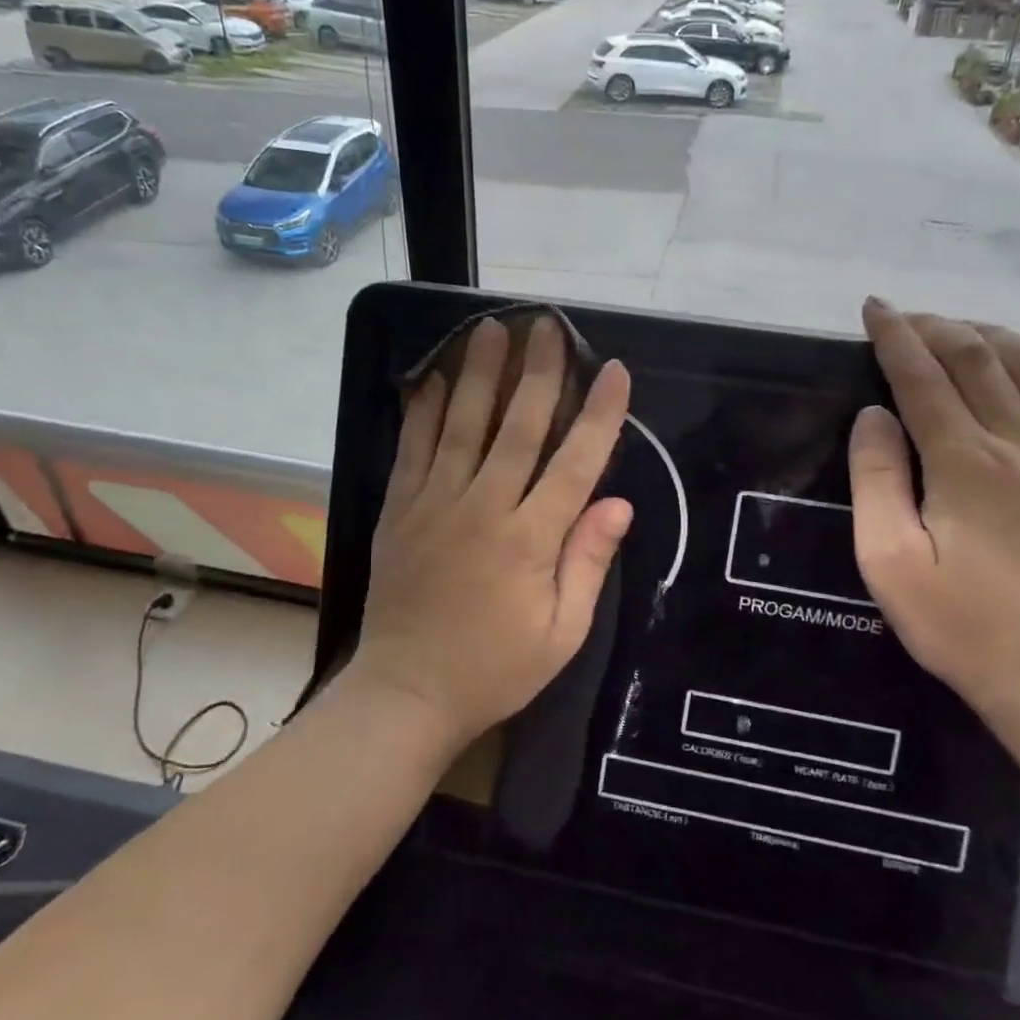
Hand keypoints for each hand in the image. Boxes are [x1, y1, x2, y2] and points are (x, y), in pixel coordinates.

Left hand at [351, 314, 633, 750]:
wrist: (407, 693)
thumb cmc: (495, 669)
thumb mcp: (561, 634)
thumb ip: (588, 563)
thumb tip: (619, 504)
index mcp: (529, 540)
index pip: (575, 463)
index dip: (599, 414)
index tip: (613, 372)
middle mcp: (483, 508)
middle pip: (517, 427)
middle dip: (537, 372)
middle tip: (547, 326)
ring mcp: (435, 504)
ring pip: (461, 424)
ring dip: (478, 373)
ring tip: (490, 329)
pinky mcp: (400, 510)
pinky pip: (412, 449)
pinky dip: (421, 410)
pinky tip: (430, 377)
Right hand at [849, 300, 1019, 711]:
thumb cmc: (953, 618)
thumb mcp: (886, 558)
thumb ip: (876, 479)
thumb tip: (873, 414)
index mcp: (964, 463)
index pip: (923, 377)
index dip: (896, 336)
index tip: (874, 308)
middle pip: (977, 358)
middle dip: (936, 327)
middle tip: (905, 319)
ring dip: (988, 334)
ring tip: (956, 328)